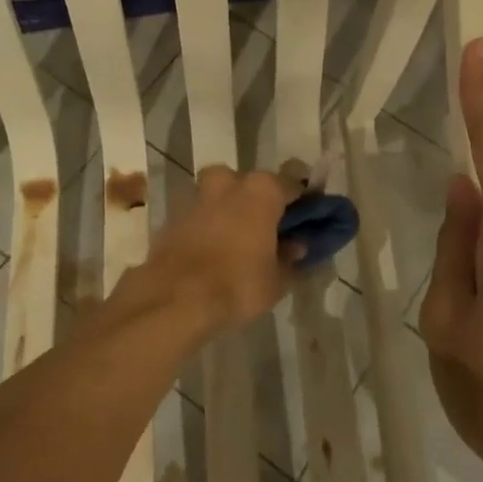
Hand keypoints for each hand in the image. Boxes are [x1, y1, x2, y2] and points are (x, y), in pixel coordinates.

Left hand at [145, 165, 302, 332]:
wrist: (174, 299)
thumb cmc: (237, 284)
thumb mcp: (277, 280)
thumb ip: (290, 258)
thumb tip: (296, 246)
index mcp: (262, 190)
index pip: (293, 184)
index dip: (303, 201)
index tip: (309, 218)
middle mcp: (229, 182)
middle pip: (252, 184)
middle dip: (261, 202)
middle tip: (269, 230)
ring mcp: (197, 196)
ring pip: (222, 195)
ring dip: (232, 211)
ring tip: (240, 241)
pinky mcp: (174, 216)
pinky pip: (201, 215)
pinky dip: (209, 226)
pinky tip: (214, 251)